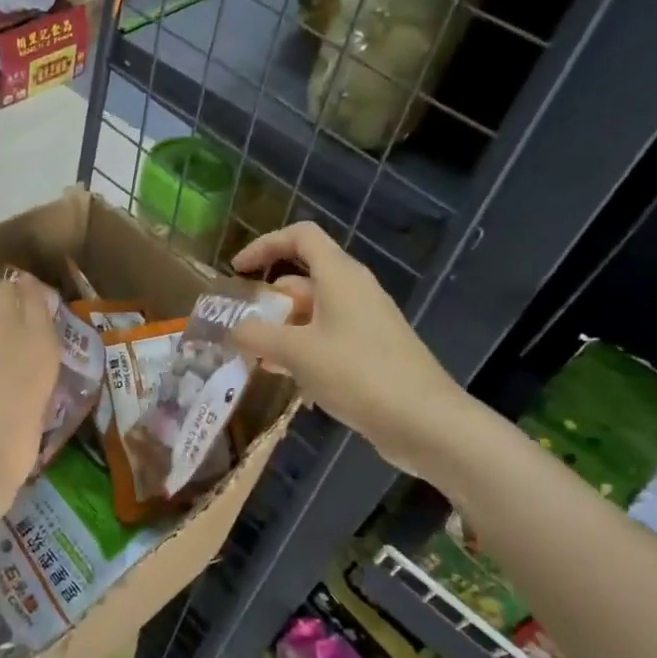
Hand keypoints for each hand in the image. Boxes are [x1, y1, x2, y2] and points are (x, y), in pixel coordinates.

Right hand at [230, 222, 468, 477]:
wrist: (423, 421)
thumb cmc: (357, 373)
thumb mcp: (296, 352)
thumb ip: (257, 335)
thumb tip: (233, 329)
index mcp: (340, 276)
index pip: (301, 236)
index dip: (265, 245)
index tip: (237, 270)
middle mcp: (354, 291)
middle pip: (304, 278)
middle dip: (268, 298)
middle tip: (239, 325)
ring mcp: (366, 322)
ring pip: (313, 312)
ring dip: (281, 328)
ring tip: (253, 355)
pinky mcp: (371, 351)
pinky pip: (327, 337)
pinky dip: (302, 348)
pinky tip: (284, 375)